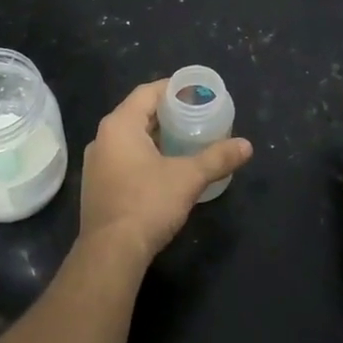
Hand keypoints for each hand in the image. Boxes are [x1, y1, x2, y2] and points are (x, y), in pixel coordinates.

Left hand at [79, 81, 253, 263]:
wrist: (111, 252)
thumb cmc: (147, 204)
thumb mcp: (188, 178)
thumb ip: (217, 158)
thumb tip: (247, 146)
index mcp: (119, 125)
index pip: (147, 93)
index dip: (173, 89)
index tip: (196, 94)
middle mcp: (102, 138)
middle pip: (137, 114)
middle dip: (167, 114)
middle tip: (196, 117)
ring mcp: (96, 164)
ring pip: (129, 138)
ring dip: (156, 137)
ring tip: (185, 141)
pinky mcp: (97, 186)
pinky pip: (123, 158)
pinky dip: (144, 156)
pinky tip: (165, 169)